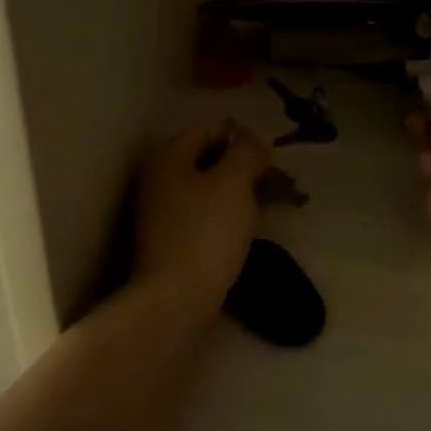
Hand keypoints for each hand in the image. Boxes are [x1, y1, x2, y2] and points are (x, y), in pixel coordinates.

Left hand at [132, 119, 270, 314]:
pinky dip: (225, 214)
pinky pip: (202, 215)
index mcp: (167, 160)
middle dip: (241, 165)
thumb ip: (246, 151)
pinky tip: (244, 228)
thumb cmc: (206, 233)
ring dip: (236, 191)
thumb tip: (252, 138)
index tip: (269, 152)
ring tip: (265, 204)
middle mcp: (157, 182)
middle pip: (205, 159)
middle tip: (273, 180)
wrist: (176, 300)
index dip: (239, 134)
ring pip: (205, 189)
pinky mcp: (169, 242)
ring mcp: (160, 214)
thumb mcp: (234, 183)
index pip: (205, 129)